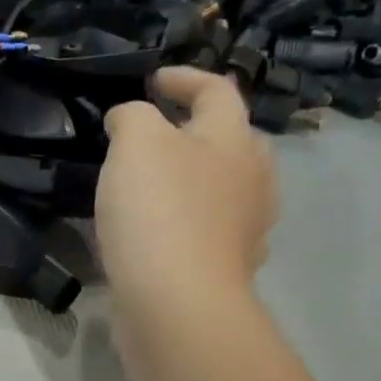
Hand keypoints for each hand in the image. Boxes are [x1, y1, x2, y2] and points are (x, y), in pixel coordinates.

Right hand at [97, 67, 276, 321]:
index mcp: (233, 140)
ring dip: (191, 178)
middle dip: (196, 131)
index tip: (153, 80)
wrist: (177, 302)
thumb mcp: (136, 143)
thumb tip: (130, 119)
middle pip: (230, 140)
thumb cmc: (159, 211)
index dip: (185, 78)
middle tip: (155, 134)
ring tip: (151, 184)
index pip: (218, 90)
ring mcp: (244, 228)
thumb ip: (133, 117)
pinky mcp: (225, 268)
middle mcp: (251, 179)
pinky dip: (185, 221)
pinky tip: (157, 232)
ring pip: (222, 188)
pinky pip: (207, 230)